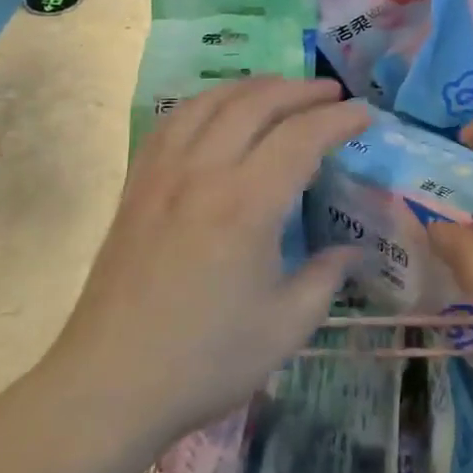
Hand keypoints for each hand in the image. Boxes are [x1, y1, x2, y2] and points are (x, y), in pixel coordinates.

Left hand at [49, 77, 369, 453]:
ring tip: (282, 90)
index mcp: (246, 205)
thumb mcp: (284, 328)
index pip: (301, 137)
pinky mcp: (137, 183)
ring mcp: (164, 172)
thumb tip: (353, 251)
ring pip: (212, 101)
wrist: (108, 386)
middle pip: (257, 103)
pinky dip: (207, 101)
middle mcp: (204, 172)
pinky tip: (219, 110)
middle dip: (300, 90)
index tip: (364, 115)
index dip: (339, 119)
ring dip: (254, 86)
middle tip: (332, 93)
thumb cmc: (203, 361)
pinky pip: (174, 120)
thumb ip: (326, 279)